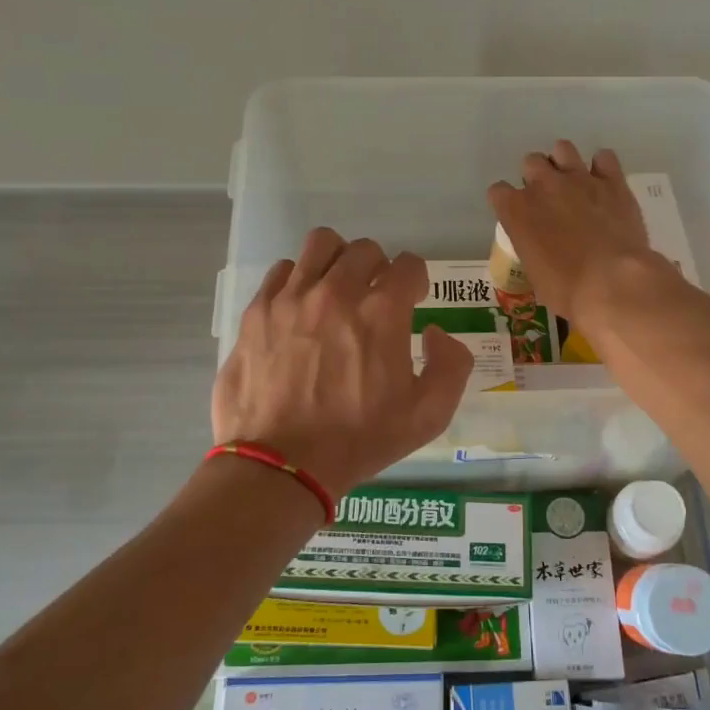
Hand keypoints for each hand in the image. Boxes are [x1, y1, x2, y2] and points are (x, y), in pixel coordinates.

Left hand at [213, 228, 472, 499]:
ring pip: (321, 244)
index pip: (408, 264)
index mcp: (381, 312)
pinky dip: (298, 280)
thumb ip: (451, 365)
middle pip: (365, 249)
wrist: (281, 465)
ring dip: (337, 261)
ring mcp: (292, 297)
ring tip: (336, 289)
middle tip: (374, 297)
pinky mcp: (258, 311)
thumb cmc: (358, 441)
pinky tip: (301, 308)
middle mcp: (337, 291)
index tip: (411, 299)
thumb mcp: (428, 416)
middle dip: (378, 268)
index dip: (415, 280)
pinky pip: (282, 270)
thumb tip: (436, 332)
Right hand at [487, 140, 661, 325]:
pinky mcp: (612, 181)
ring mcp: (579, 179)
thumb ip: (532, 247)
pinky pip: (604, 157)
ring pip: (563, 148)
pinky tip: (603, 184)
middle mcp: (544, 186)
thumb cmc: (566, 289)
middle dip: (536, 177)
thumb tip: (541, 247)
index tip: (517, 216)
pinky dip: (602, 168)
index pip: (498, 191)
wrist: (612, 282)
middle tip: (548, 200)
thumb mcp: (534, 273)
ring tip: (573, 184)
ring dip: (564, 163)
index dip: (507, 203)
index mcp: (517, 210)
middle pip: (530, 162)